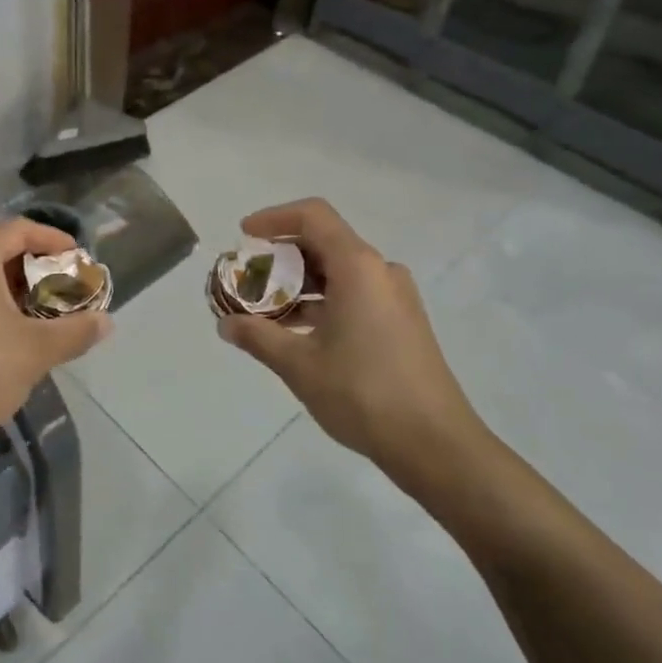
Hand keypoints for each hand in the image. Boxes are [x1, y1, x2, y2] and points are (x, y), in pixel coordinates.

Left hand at [0, 219, 111, 457]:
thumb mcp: (37, 350)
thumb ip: (76, 330)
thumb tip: (107, 322)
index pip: (19, 230)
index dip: (53, 240)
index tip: (77, 258)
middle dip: (31, 265)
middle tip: (59, 287)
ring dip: (6, 284)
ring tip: (35, 309)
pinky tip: (0, 328)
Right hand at [217, 199, 488, 482]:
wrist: (436, 445)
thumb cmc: (364, 393)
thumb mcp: (300, 365)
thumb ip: (258, 337)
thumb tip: (225, 324)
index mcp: (358, 267)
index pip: (313, 217)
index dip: (274, 218)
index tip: (244, 236)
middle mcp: (380, 271)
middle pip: (324, 242)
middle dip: (282, 256)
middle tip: (248, 279)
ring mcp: (395, 297)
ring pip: (339, 271)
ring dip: (300, 283)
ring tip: (266, 310)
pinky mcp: (402, 322)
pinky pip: (355, 293)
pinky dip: (323, 301)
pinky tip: (298, 332)